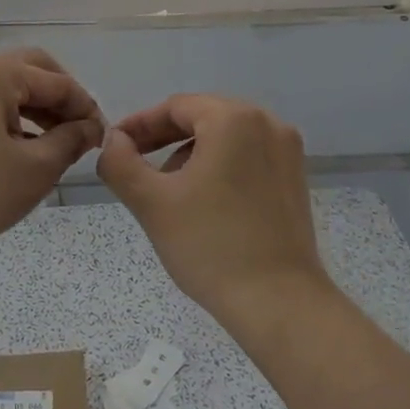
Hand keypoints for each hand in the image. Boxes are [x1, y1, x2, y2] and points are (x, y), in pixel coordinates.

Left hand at [0, 48, 103, 262]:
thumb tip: (90, 128)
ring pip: (11, 90)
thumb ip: (71, 141)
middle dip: (63, 100)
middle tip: (81, 133)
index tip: (104, 140)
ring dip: (40, 111)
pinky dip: (16, 121)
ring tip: (60, 146)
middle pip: (33, 72)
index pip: (59, 82)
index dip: (87, 109)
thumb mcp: (36, 168)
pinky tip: (27, 151)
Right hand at [97, 94, 333, 339]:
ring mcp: (287, 152)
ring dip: (191, 155)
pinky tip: (203, 203)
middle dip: (165, 139)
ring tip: (168, 192)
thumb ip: (120, 162)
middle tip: (135, 167)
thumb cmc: (210, 245)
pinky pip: (248, 158)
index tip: (115, 147)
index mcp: (234, 119)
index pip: (176, 107)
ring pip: (226, 138)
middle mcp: (268, 124)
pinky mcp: (295, 180)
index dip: (140, 125)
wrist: (277, 301)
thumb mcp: (151, 202)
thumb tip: (113, 140)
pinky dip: (220, 168)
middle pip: (203, 118)